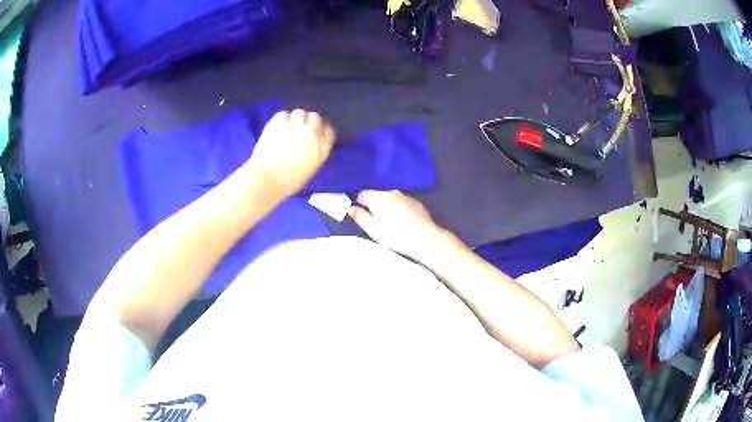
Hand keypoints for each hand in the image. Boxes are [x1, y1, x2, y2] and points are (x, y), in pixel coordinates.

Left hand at [245, 109, 335, 197]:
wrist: (267, 179)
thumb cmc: (287, 182)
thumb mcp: (309, 170)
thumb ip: (313, 154)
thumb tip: (309, 146)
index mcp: (321, 149)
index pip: (328, 130)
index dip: (321, 129)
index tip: (316, 131)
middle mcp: (312, 133)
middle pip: (315, 117)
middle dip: (308, 121)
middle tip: (299, 128)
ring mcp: (295, 126)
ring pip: (300, 113)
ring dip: (295, 118)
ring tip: (287, 127)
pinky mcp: (279, 122)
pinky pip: (283, 114)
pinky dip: (281, 119)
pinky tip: (277, 128)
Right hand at [349, 190, 455, 262]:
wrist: (425, 238)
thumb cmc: (395, 235)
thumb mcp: (373, 229)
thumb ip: (360, 217)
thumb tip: (351, 208)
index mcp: (379, 198)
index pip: (363, 193)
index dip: (359, 202)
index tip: (361, 213)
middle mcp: (392, 193)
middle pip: (377, 194)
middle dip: (373, 203)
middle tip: (374, 219)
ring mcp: (406, 196)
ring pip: (390, 197)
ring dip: (387, 204)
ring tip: (388, 219)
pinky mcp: (416, 203)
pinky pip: (402, 201)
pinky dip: (398, 207)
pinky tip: (402, 219)